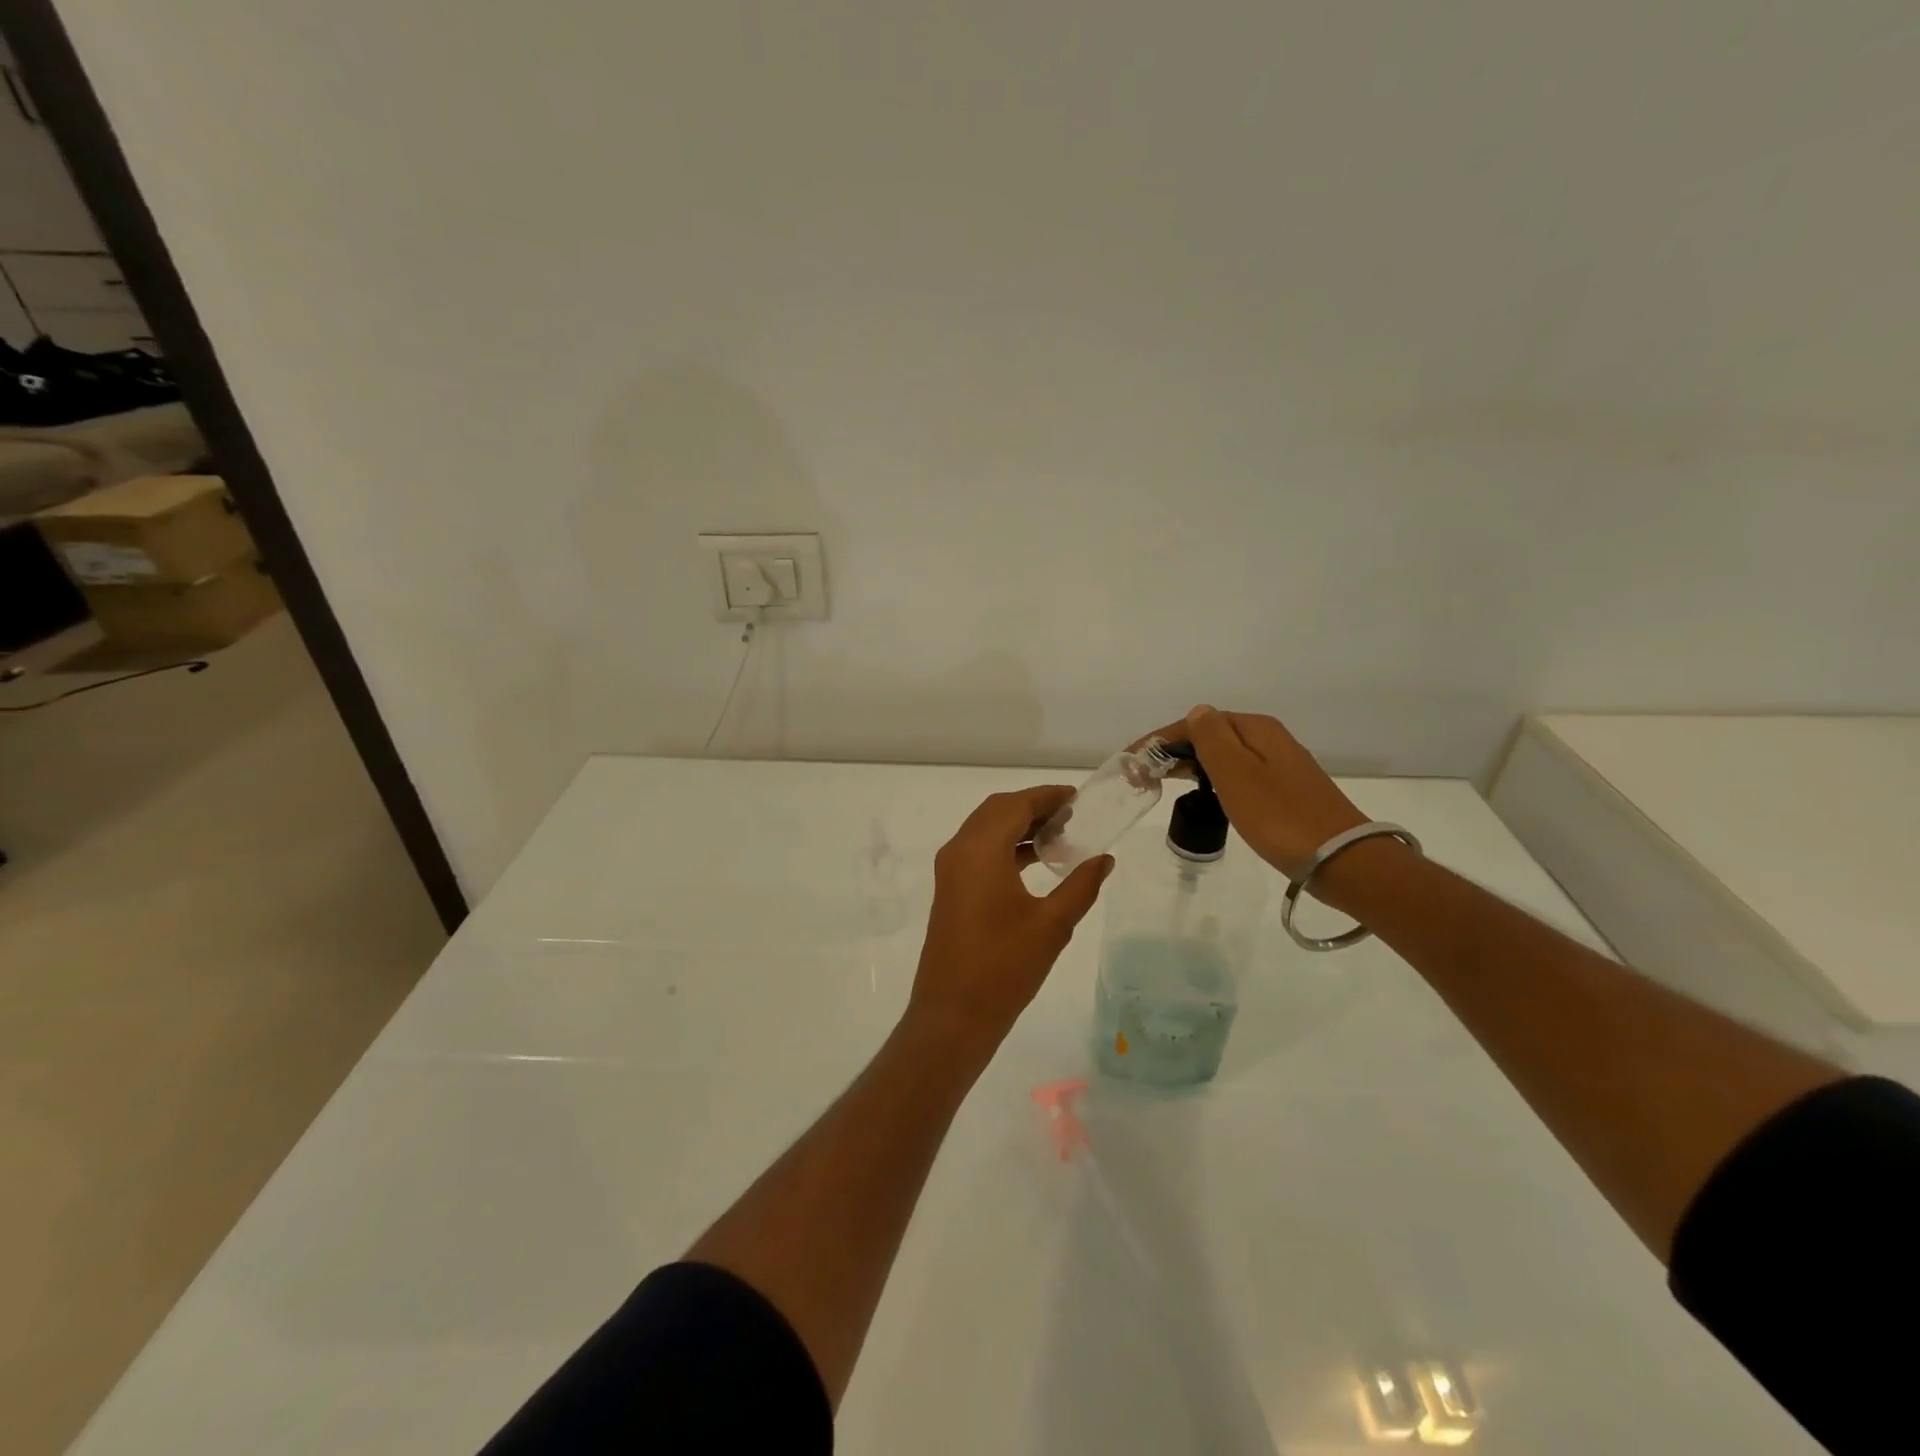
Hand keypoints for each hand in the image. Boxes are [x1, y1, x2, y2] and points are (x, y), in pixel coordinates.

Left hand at [908, 786, 1112, 1050]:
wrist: (953, 1015)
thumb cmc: (1004, 967)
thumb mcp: (1052, 924)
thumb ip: (1081, 885)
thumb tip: (1104, 859)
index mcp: (979, 850)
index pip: (1015, 805)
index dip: (1047, 797)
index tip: (1078, 797)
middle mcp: (959, 851)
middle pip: (997, 811)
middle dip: (1033, 807)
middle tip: (1072, 815)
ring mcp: (950, 872)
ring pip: (986, 831)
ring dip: (1019, 827)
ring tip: (1061, 836)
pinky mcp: (951, 891)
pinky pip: (979, 852)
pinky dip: (1006, 847)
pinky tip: (1037, 862)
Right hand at [1133, 706, 1367, 879]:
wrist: (1341, 860)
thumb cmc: (1279, 816)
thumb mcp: (1236, 773)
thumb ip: (1211, 738)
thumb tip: (1197, 712)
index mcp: (1256, 729)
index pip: (1197, 723)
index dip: (1160, 740)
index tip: (1131, 763)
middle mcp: (1270, 739)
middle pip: (1211, 736)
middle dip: (1173, 751)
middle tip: (1142, 775)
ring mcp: (1281, 766)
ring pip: (1225, 756)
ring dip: (1192, 764)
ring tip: (1164, 783)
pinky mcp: (1286, 792)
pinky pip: (1239, 775)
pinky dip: (1214, 780)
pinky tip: (1206, 795)